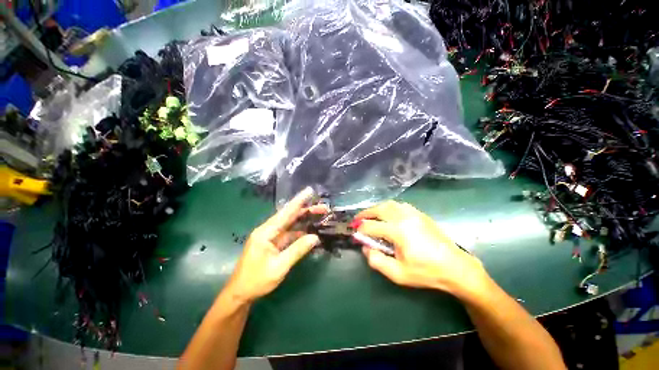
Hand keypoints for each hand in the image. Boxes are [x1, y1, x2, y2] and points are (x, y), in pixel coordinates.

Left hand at [224, 187, 326, 303]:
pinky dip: (300, 232)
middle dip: (306, 210)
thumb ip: (297, 250)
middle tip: (322, 208)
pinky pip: (289, 234)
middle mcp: (268, 230)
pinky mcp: (273, 244)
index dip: (298, 201)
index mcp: (266, 232)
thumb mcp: (279, 266)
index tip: (309, 191)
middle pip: (289, 216)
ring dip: (304, 220)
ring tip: (319, 215)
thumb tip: (315, 237)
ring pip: (290, 224)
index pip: (285, 212)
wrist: (240, 294)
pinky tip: (310, 231)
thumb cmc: (256, 280)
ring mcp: (271, 237)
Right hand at [354, 201, 489, 297]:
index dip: (360, 230)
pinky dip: (388, 207)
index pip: (371, 226)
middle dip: (365, 213)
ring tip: (370, 216)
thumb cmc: (426, 272)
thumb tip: (365, 247)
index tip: (354, 233)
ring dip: (376, 208)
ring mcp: (413, 213)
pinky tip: (387, 215)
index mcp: (398, 231)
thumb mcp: (398, 274)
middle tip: (357, 219)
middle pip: (378, 209)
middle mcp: (404, 217)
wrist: (456, 267)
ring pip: (389, 204)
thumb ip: (377, 261)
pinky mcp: (420, 214)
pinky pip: (399, 205)